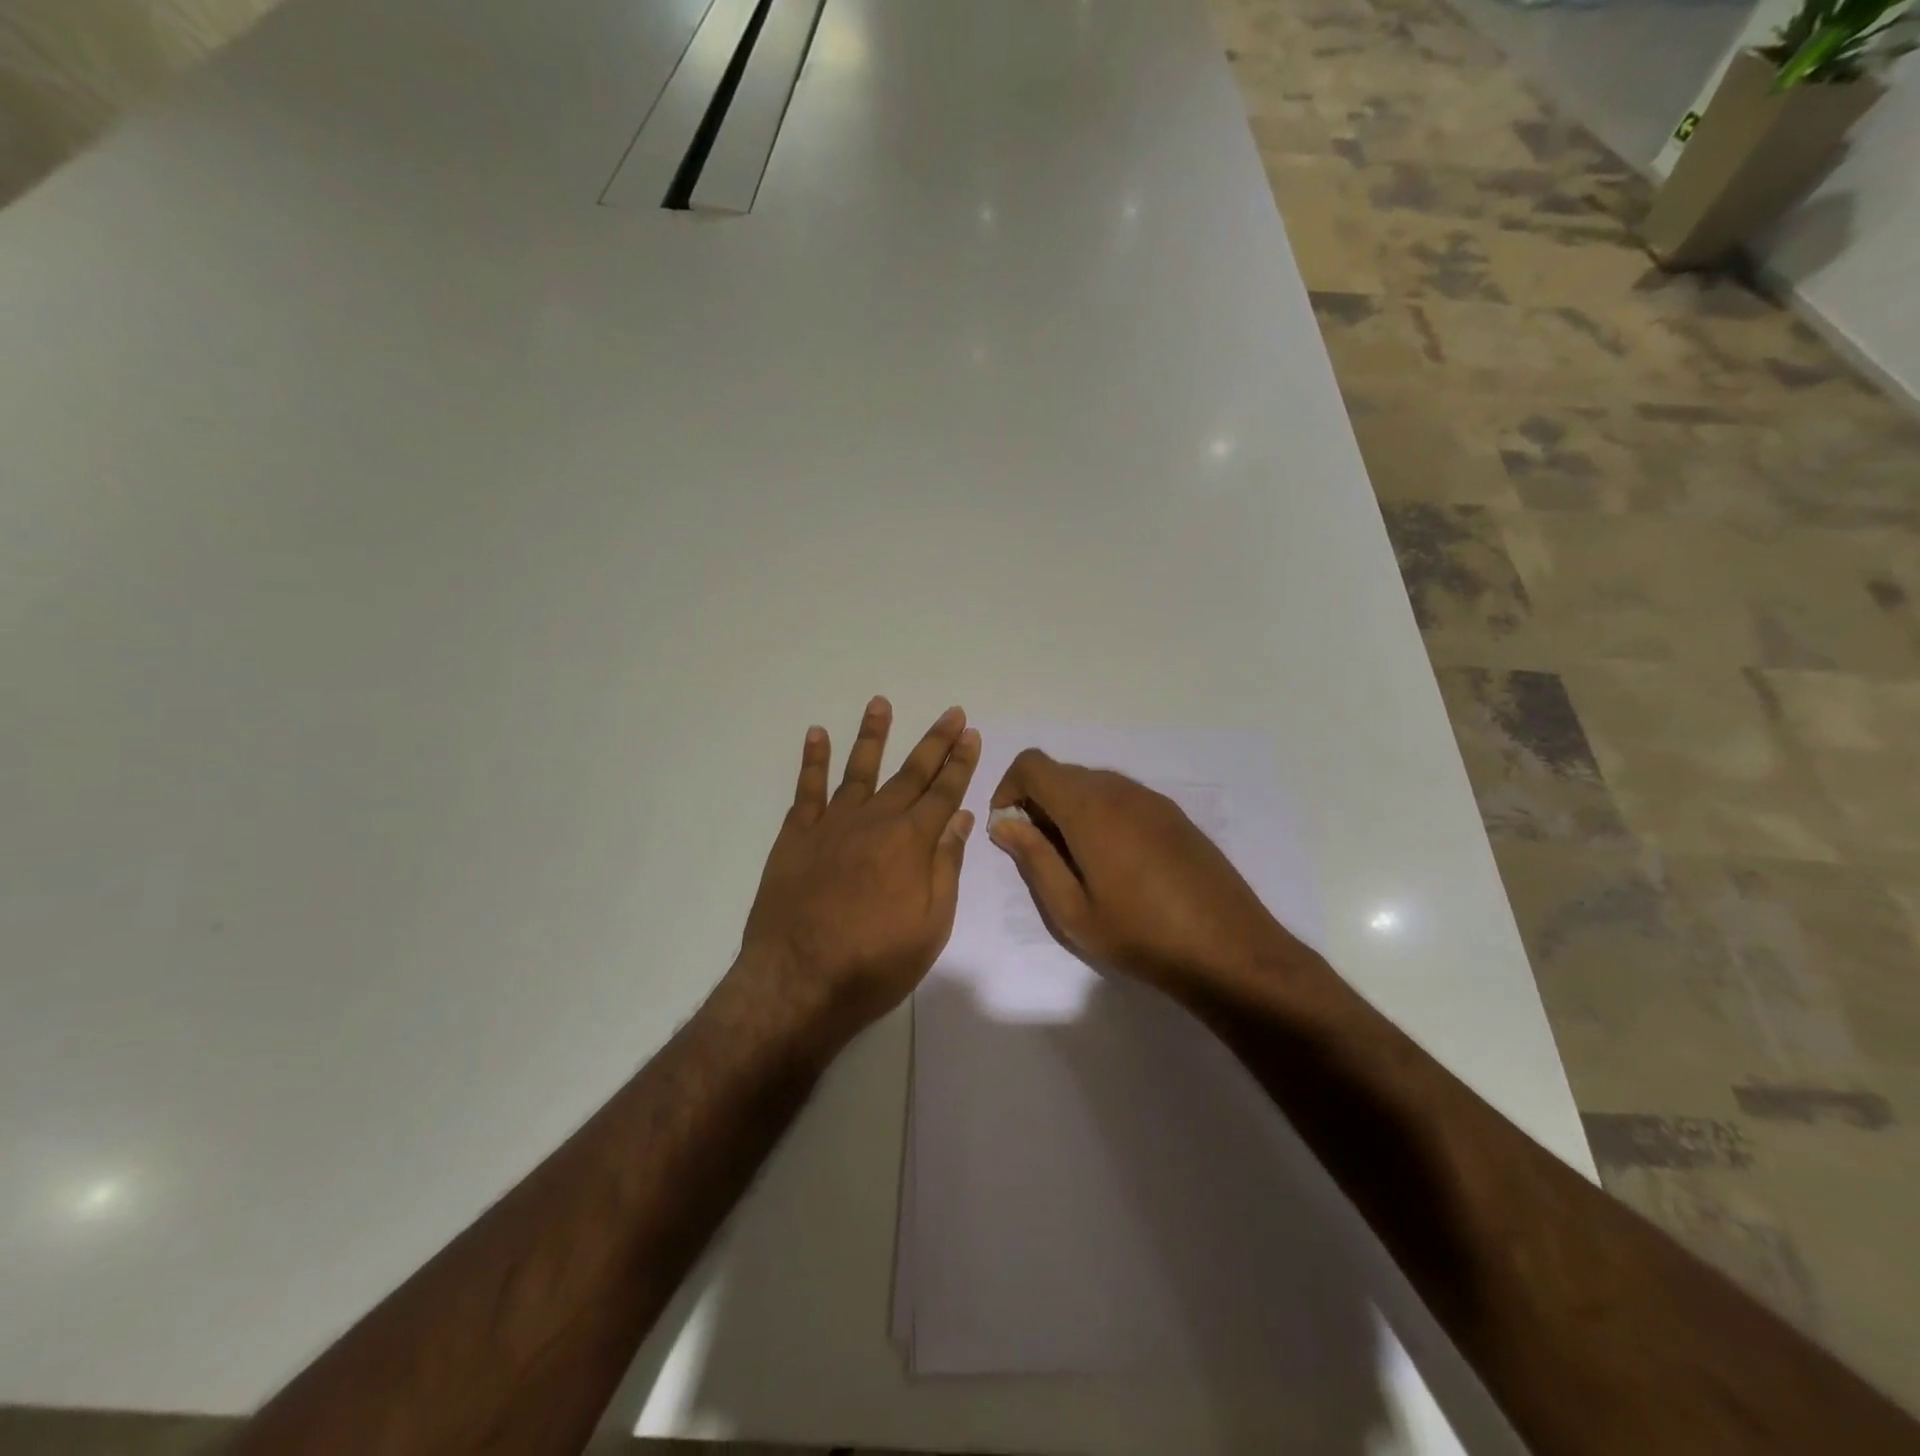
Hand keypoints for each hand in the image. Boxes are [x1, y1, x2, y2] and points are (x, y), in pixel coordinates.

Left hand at [735, 697, 980, 1041]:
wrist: (799, 982)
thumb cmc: (876, 962)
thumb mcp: (932, 924)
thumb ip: (946, 866)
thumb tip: (961, 817)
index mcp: (912, 842)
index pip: (945, 792)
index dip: (960, 762)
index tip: (971, 734)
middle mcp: (876, 821)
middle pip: (911, 773)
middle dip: (934, 742)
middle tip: (951, 713)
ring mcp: (832, 825)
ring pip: (858, 769)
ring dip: (873, 735)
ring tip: (880, 703)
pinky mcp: (796, 836)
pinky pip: (806, 789)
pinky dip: (812, 760)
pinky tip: (816, 734)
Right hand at [987, 749, 1295, 993]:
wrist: (1230, 950)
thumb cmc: (1141, 934)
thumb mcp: (1072, 909)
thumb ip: (1034, 858)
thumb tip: (1004, 824)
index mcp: (1089, 807)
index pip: (1034, 765)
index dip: (1009, 787)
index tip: (1008, 827)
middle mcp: (1120, 790)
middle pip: (1063, 773)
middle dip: (1039, 802)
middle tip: (1039, 852)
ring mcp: (1152, 800)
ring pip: (1094, 785)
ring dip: (1071, 808)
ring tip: (1076, 862)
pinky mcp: (1175, 815)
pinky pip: (1123, 798)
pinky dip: (1102, 814)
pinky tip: (1116, 863)